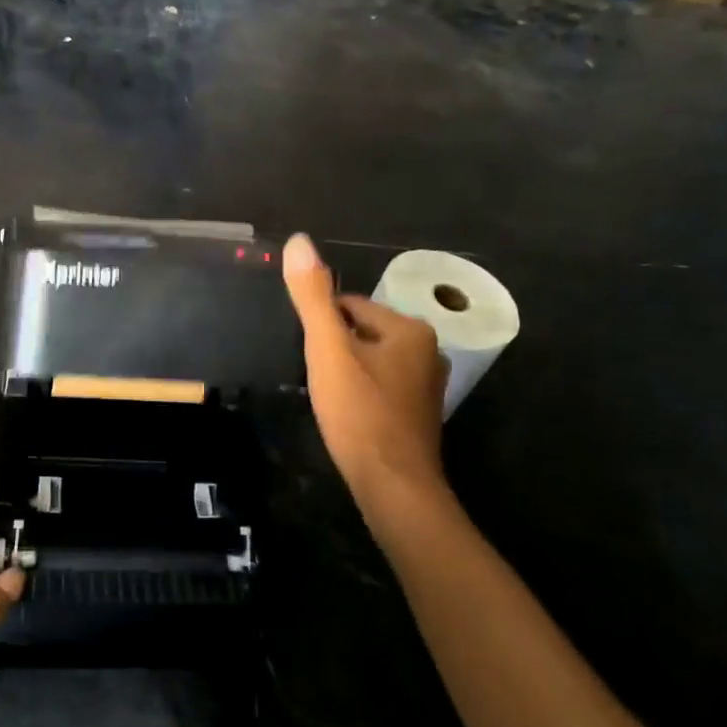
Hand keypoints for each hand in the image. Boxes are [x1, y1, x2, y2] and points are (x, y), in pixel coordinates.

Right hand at [282, 233, 450, 511]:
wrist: (393, 486)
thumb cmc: (359, 413)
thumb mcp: (327, 350)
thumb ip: (312, 297)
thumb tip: (298, 241)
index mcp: (410, 329)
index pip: (351, 306)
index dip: (322, 327)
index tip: (309, 355)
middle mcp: (428, 351)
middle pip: (362, 333)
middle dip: (335, 349)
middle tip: (317, 377)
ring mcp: (427, 385)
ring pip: (371, 361)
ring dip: (347, 372)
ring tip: (329, 397)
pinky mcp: (419, 414)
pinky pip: (381, 387)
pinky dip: (361, 394)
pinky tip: (348, 414)